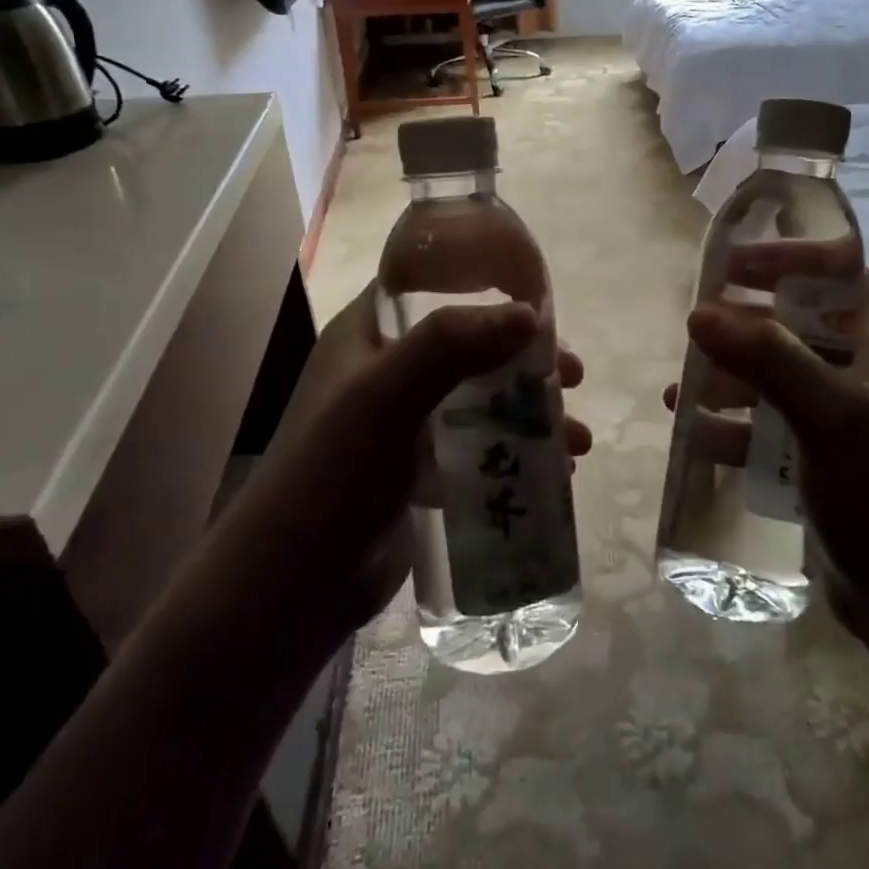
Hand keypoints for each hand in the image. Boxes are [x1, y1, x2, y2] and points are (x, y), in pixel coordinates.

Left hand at [247, 283, 590, 632]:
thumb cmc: (333, 475)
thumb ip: (450, 346)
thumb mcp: (386, 397)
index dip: (479, 282)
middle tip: (570, 375)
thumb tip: (528, 314)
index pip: (424, 286)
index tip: (535, 297)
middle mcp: (385, 373)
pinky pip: (476, 447)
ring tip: (576, 438)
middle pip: (467, 345)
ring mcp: (402, 424)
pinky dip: (514, 452)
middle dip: (523, 359)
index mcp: (366, 338)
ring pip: (479, 399)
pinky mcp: (418, 472)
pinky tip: (553, 473)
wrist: (293, 586)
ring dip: (529, 412)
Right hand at [666, 262, 868, 642]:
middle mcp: (864, 372)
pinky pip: (768, 425)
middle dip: (744, 323)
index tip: (731, 265)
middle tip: (695, 323)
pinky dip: (732, 423)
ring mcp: (841, 418)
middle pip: (797, 323)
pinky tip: (693, 431)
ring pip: (776, 376)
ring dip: (729, 375)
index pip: (838, 272)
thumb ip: (768, 358)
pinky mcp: (820, 459)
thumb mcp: (831, 416)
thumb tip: (699, 312)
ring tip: (683, 385)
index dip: (787, 259)